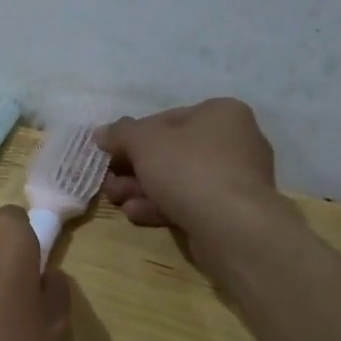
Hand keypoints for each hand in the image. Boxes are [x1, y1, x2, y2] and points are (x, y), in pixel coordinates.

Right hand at [97, 99, 291, 264]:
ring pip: (178, 180)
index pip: (166, 119)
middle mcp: (235, 141)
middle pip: (171, 152)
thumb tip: (102, 133)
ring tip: (116, 200)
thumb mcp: (143, 141)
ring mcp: (237, 179)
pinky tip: (135, 214)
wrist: (233, 227)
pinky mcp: (233, 212)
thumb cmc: (188, 169)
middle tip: (109, 181)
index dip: (133, 136)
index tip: (111, 153)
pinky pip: (191, 202)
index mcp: (221, 113)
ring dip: (142, 189)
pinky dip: (162, 206)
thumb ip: (120, 133)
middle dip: (134, 168)